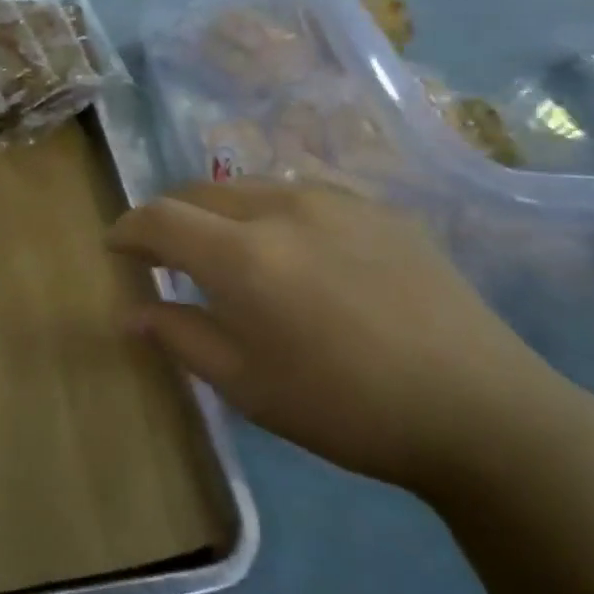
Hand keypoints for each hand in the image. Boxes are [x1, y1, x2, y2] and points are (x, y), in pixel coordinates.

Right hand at [108, 180, 586, 499]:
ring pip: (252, 186)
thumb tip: (131, 312)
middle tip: (165, 253)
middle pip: (200, 191)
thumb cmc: (344, 407)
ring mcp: (335, 198)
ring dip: (222, 212)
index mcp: (242, 254)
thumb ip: (181, 337)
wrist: (477, 407)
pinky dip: (274, 213)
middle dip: (171, 216)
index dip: (128, 229)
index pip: (159, 218)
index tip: (116, 247)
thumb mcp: (247, 386)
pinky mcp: (378, 206)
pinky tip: (297, 251)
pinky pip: (303, 194)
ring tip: (229, 250)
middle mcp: (281, 206)